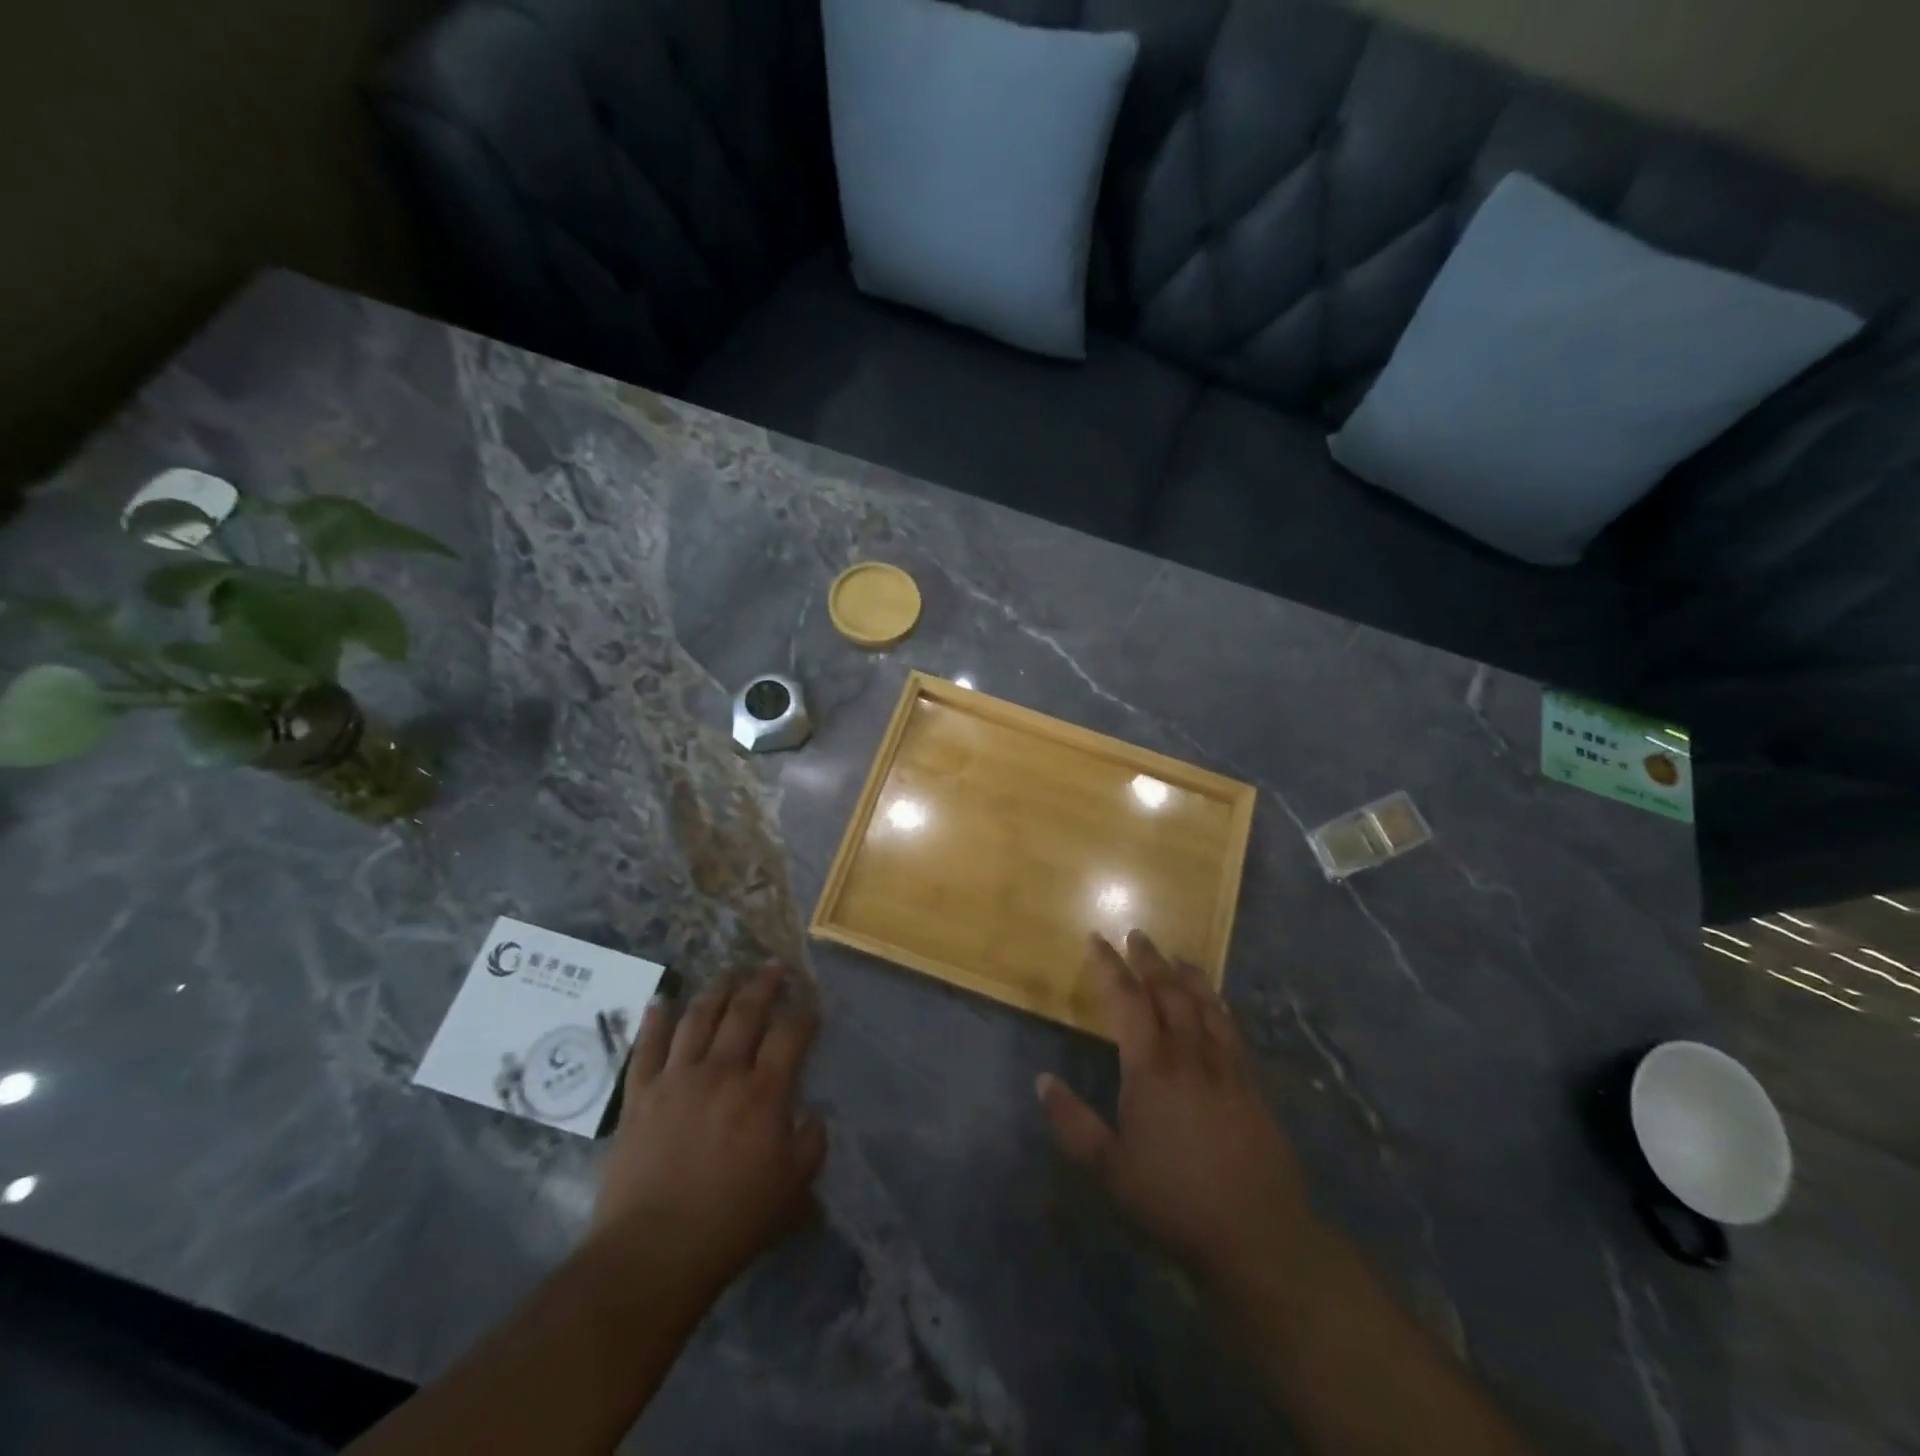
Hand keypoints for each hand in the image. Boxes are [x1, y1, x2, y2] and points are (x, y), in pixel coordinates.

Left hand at [589, 965, 825, 1293]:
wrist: (652, 1254)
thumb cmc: (731, 1224)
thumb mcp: (793, 1191)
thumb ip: (811, 1143)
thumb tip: (811, 1113)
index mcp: (763, 1093)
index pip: (790, 1034)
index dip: (805, 1013)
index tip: (812, 1002)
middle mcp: (721, 1072)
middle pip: (745, 1012)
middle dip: (763, 984)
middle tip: (774, 968)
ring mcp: (676, 1079)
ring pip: (699, 1018)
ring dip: (717, 990)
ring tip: (730, 974)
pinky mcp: (640, 1095)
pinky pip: (647, 1047)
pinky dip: (656, 1020)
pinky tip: (662, 1001)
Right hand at [1037, 932, 1323, 1294]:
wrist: (1258, 1236)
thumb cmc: (1173, 1201)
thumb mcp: (1109, 1171)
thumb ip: (1072, 1123)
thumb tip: (1042, 1080)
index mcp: (1151, 1069)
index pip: (1127, 1001)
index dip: (1110, 967)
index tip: (1097, 939)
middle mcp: (1190, 1055)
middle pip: (1169, 992)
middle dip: (1149, 960)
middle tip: (1137, 935)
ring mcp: (1226, 1067)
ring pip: (1206, 1005)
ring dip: (1188, 975)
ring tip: (1176, 957)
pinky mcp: (1252, 1085)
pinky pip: (1233, 1029)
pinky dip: (1220, 1006)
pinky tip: (1218, 1004)